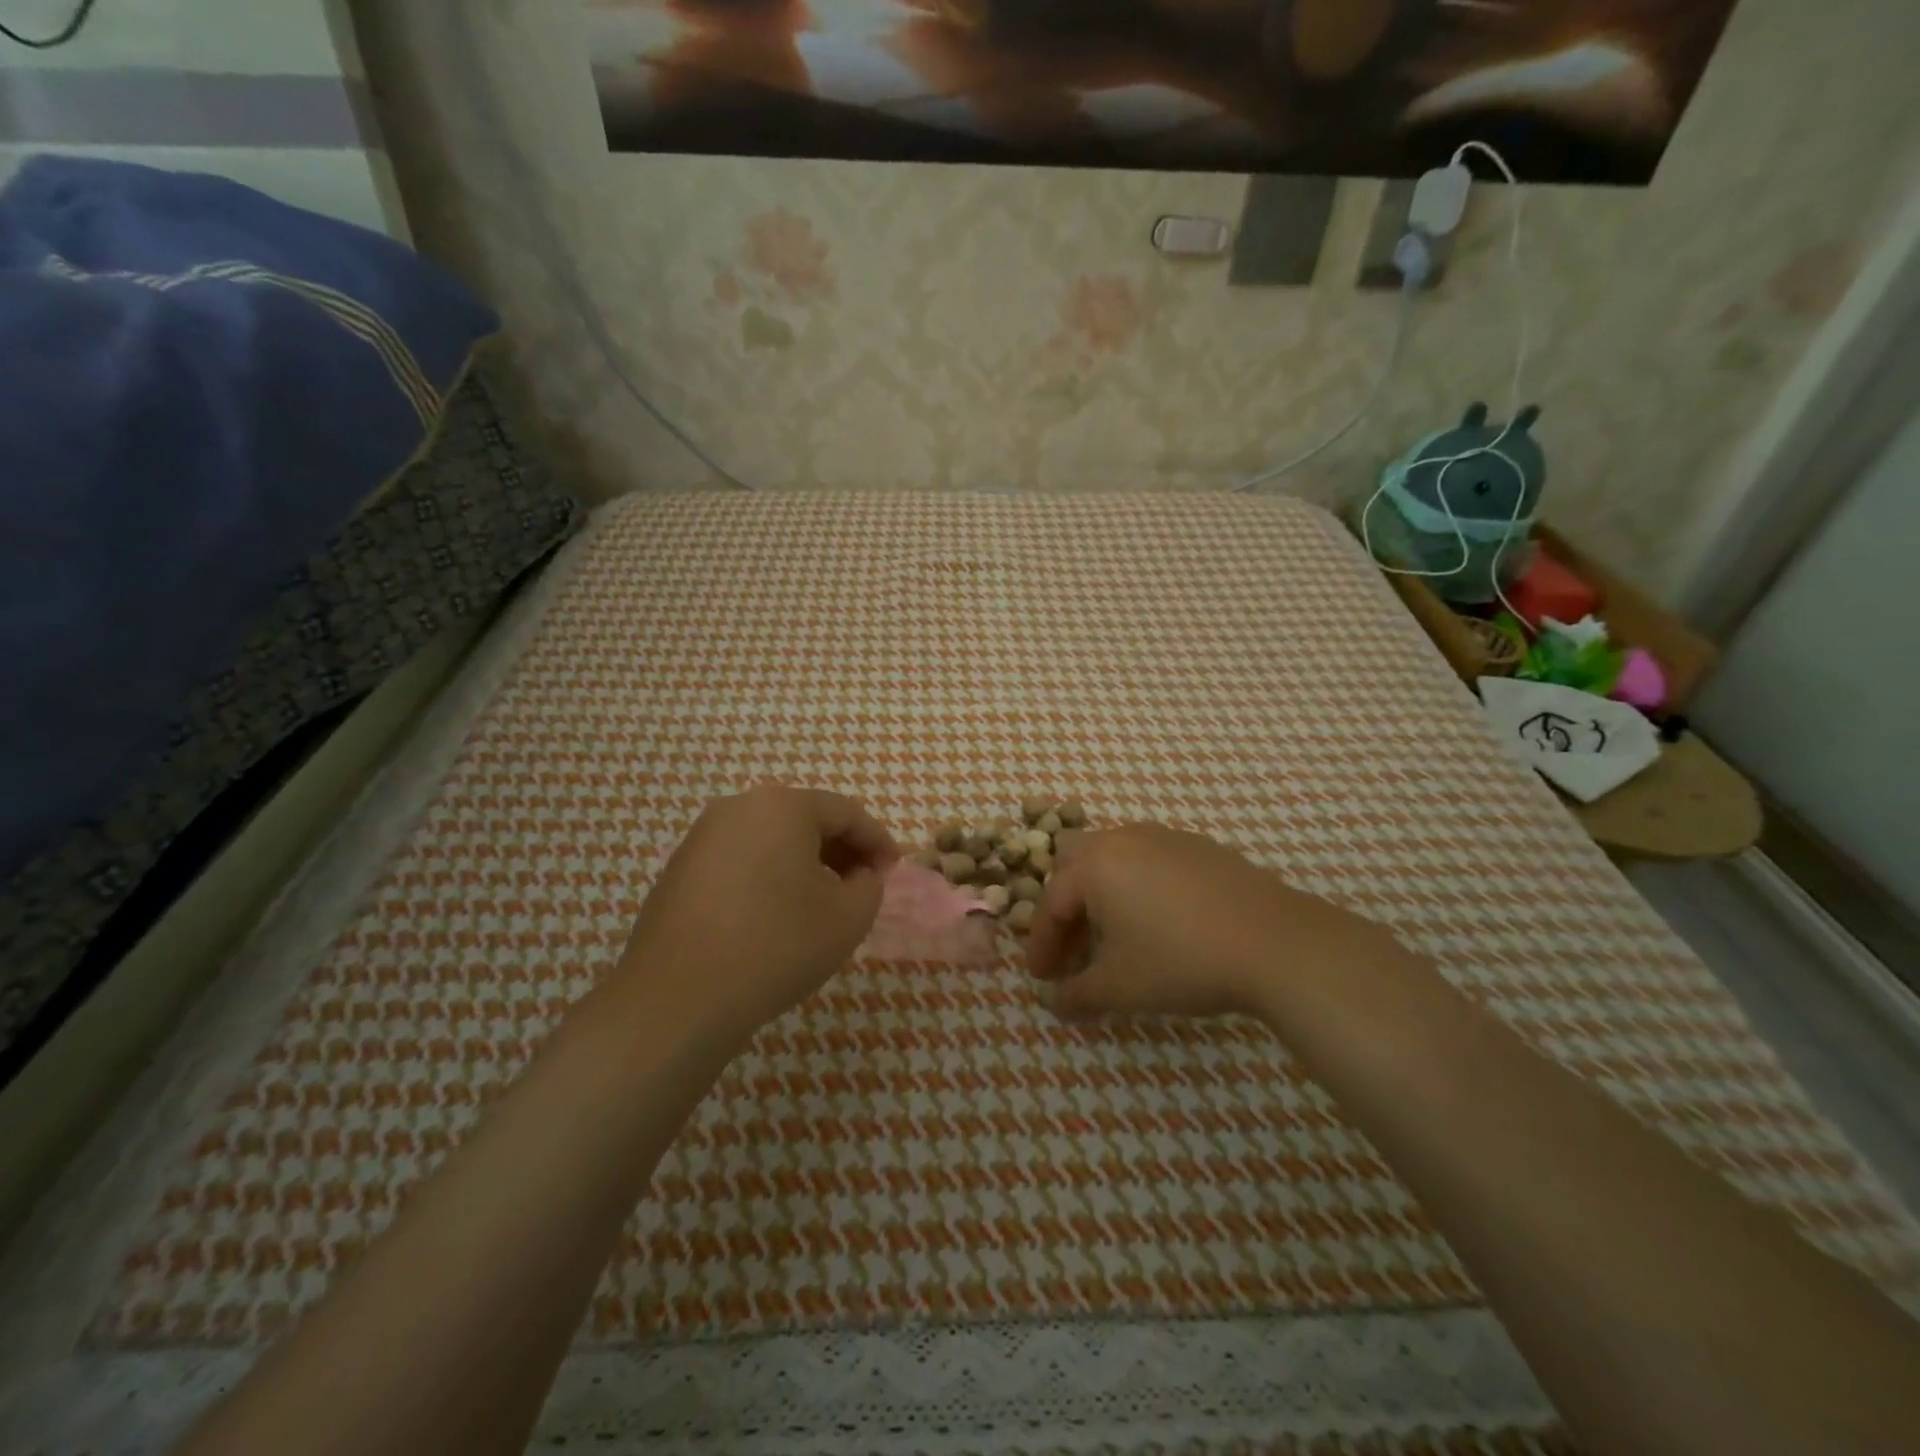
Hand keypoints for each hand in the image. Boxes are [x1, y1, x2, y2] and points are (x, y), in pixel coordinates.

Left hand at [616, 786, 897, 1043]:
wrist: (678, 999)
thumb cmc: (776, 946)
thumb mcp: (848, 918)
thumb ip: (869, 886)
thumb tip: (860, 876)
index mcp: (783, 806)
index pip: (846, 812)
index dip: (878, 841)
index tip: (893, 872)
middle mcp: (739, 808)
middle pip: (806, 819)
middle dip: (842, 850)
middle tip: (863, 886)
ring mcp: (702, 837)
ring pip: (772, 839)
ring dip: (806, 864)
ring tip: (823, 904)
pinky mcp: (680, 869)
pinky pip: (741, 860)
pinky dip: (769, 877)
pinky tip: (776, 916)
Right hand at [1028, 824, 1395, 1022]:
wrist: (1276, 943)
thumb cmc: (1181, 962)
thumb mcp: (1120, 988)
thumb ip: (1077, 995)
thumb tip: (1054, 1003)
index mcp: (1094, 865)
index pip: (1051, 903)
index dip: (1042, 944)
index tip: (1042, 979)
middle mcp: (1123, 839)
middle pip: (1076, 864)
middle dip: (1068, 907)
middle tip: (1076, 949)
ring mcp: (1165, 837)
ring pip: (1115, 857)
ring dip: (1103, 894)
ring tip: (1117, 936)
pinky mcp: (1201, 847)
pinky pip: (1152, 860)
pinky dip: (1139, 886)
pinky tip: (1161, 922)